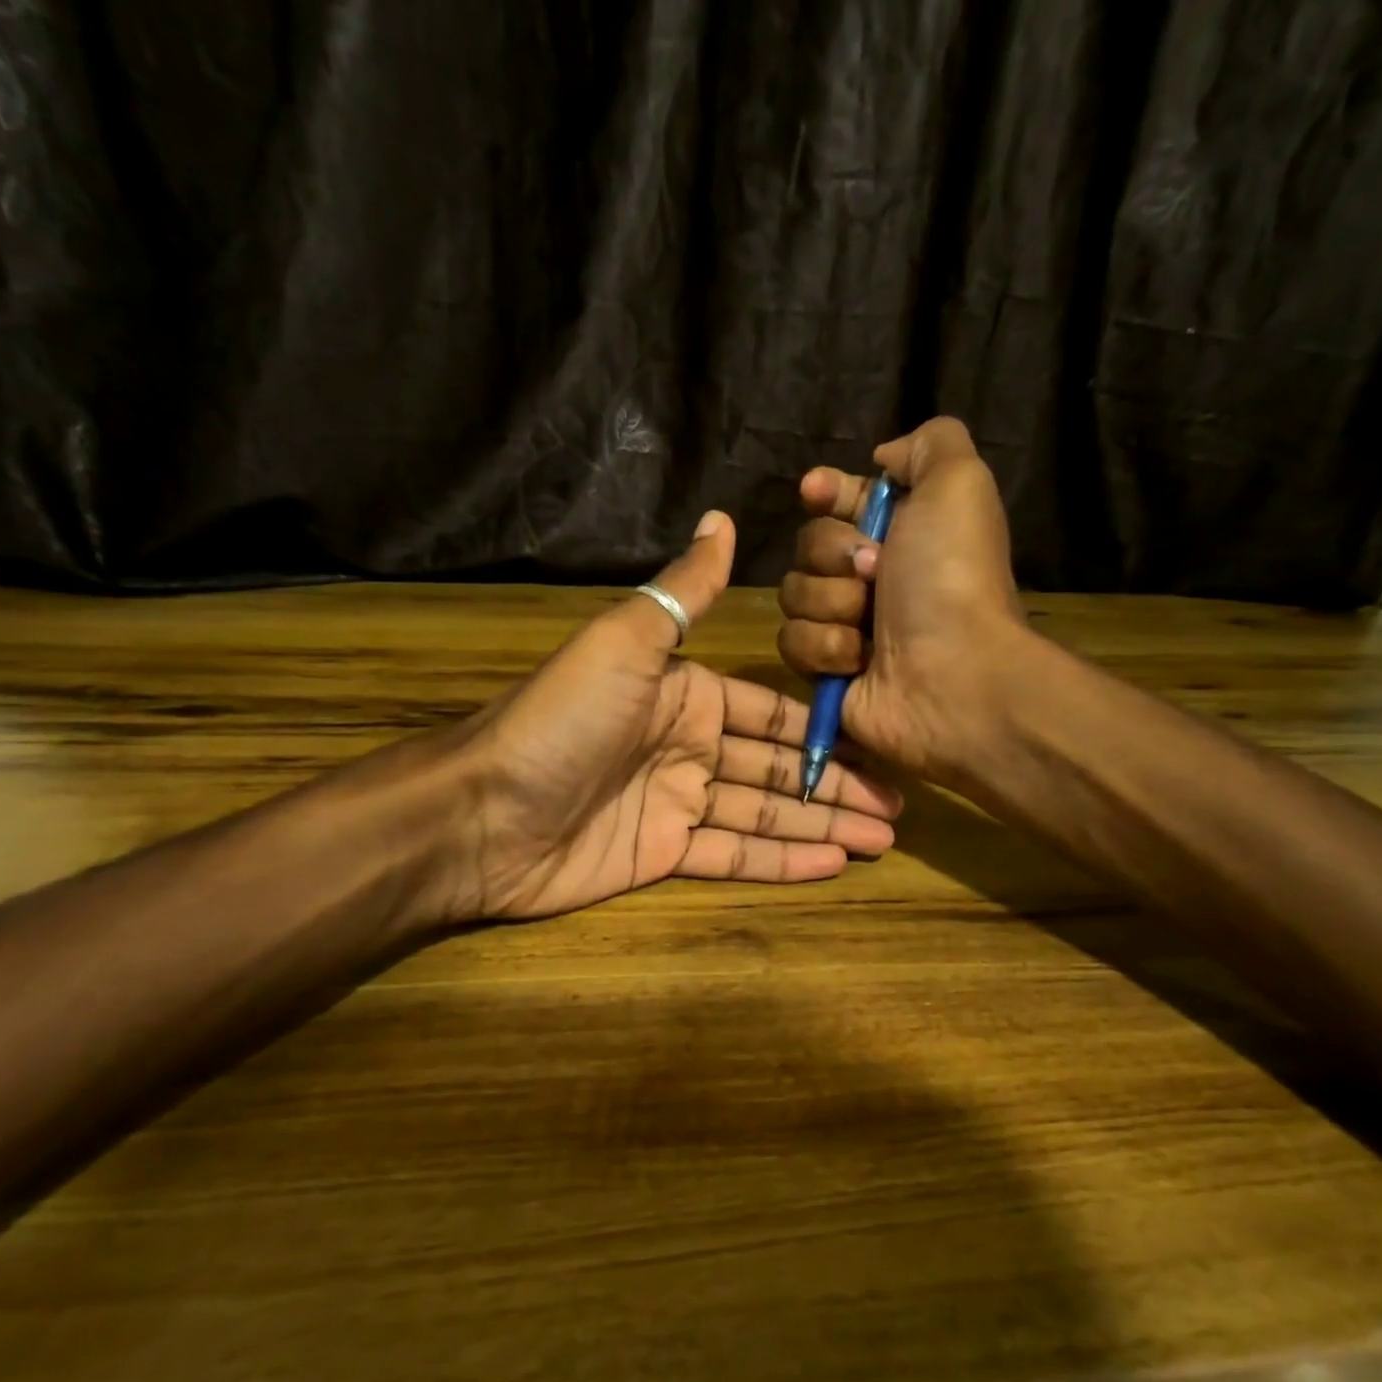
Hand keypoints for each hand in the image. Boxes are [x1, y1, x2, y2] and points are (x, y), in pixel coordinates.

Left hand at [452, 511, 901, 919]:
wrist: (484, 813)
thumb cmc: (563, 721)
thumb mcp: (626, 643)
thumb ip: (684, 592)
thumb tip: (723, 518)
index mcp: (685, 694)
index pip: (770, 712)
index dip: (822, 729)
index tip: (878, 743)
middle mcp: (687, 746)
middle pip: (777, 766)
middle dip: (836, 783)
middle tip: (898, 805)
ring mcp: (675, 803)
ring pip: (764, 812)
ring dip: (822, 824)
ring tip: (883, 838)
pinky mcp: (662, 854)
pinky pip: (732, 854)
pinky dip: (781, 860)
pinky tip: (833, 863)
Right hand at [777, 417, 1029, 786]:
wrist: (952, 674)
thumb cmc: (951, 577)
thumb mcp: (958, 484)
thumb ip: (929, 444)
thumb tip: (883, 458)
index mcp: (900, 532)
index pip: (841, 500)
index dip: (825, 492)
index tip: (815, 491)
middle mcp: (870, 577)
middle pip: (807, 546)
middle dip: (833, 555)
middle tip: (873, 573)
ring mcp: (845, 624)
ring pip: (793, 593)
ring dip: (832, 605)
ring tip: (871, 627)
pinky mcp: (825, 669)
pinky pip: (791, 641)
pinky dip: (825, 647)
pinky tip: (860, 660)